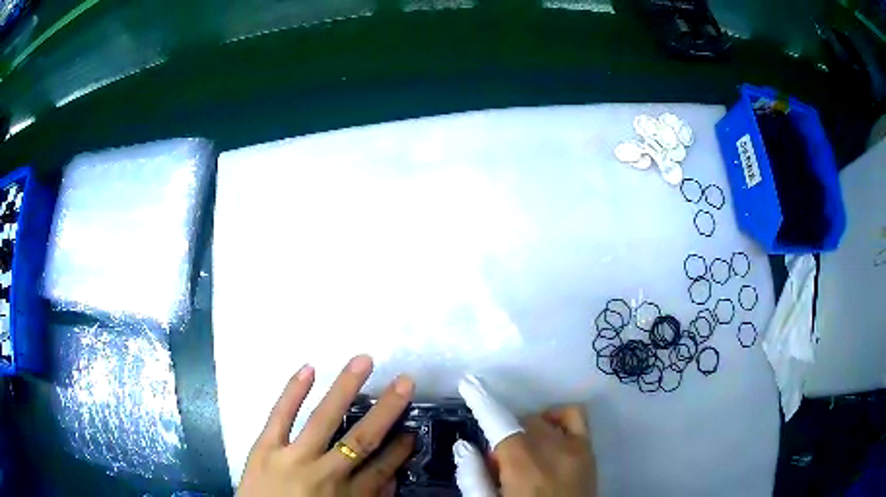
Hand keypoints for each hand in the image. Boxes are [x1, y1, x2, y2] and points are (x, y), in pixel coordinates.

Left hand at [237, 355, 415, 496]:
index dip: (400, 450)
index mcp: (348, 496)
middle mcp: (326, 473)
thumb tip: (389, 477)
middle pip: (361, 439)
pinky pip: (280, 416)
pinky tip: (308, 369)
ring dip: (344, 388)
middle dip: (386, 410)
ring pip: (323, 419)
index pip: (382, 468)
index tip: (412, 431)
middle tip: (405, 381)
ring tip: (363, 361)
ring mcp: (293, 457)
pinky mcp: (265, 447)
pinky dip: (293, 391)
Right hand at [455, 375, 596, 496]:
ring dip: (526, 430)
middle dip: (502, 436)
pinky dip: (557, 419)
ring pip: (541, 419)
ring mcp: (575, 446)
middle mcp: (551, 448)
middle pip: (518, 422)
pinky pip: (574, 416)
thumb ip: (473, 477)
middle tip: (499, 464)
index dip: (482, 401)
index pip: (499, 422)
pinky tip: (550, 436)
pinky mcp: (588, 449)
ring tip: (524, 454)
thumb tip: (464, 445)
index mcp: (523, 463)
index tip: (469, 382)